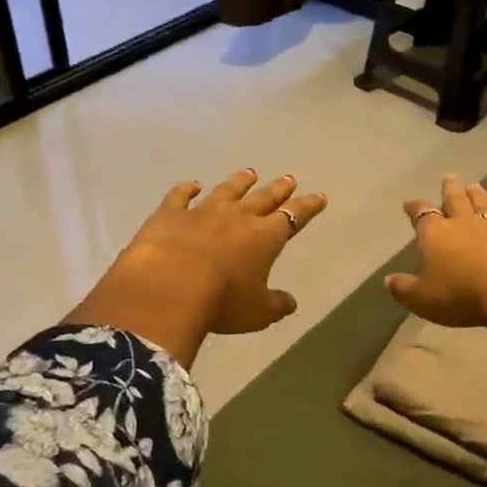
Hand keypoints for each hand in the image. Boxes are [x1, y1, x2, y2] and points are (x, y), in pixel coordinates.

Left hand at [66, 170, 326, 363]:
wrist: (168, 287)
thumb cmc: (221, 302)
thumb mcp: (257, 313)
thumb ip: (276, 305)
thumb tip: (291, 303)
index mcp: (265, 237)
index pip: (293, 217)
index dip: (308, 207)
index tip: (319, 196)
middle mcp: (237, 217)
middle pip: (263, 198)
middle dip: (278, 189)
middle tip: (289, 179)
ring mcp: (202, 211)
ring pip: (226, 191)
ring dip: (239, 181)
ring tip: (250, 173)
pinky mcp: (170, 214)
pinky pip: (181, 196)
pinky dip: (187, 189)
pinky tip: (192, 184)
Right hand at [385, 176, 486, 327]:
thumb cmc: (459, 295)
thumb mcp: (421, 298)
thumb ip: (404, 288)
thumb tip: (388, 280)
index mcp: (436, 234)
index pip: (422, 215)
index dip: (414, 208)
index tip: (409, 204)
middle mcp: (465, 225)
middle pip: (456, 202)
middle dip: (450, 190)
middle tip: (449, 178)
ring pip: (486, 208)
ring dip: (481, 197)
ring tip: (476, 186)